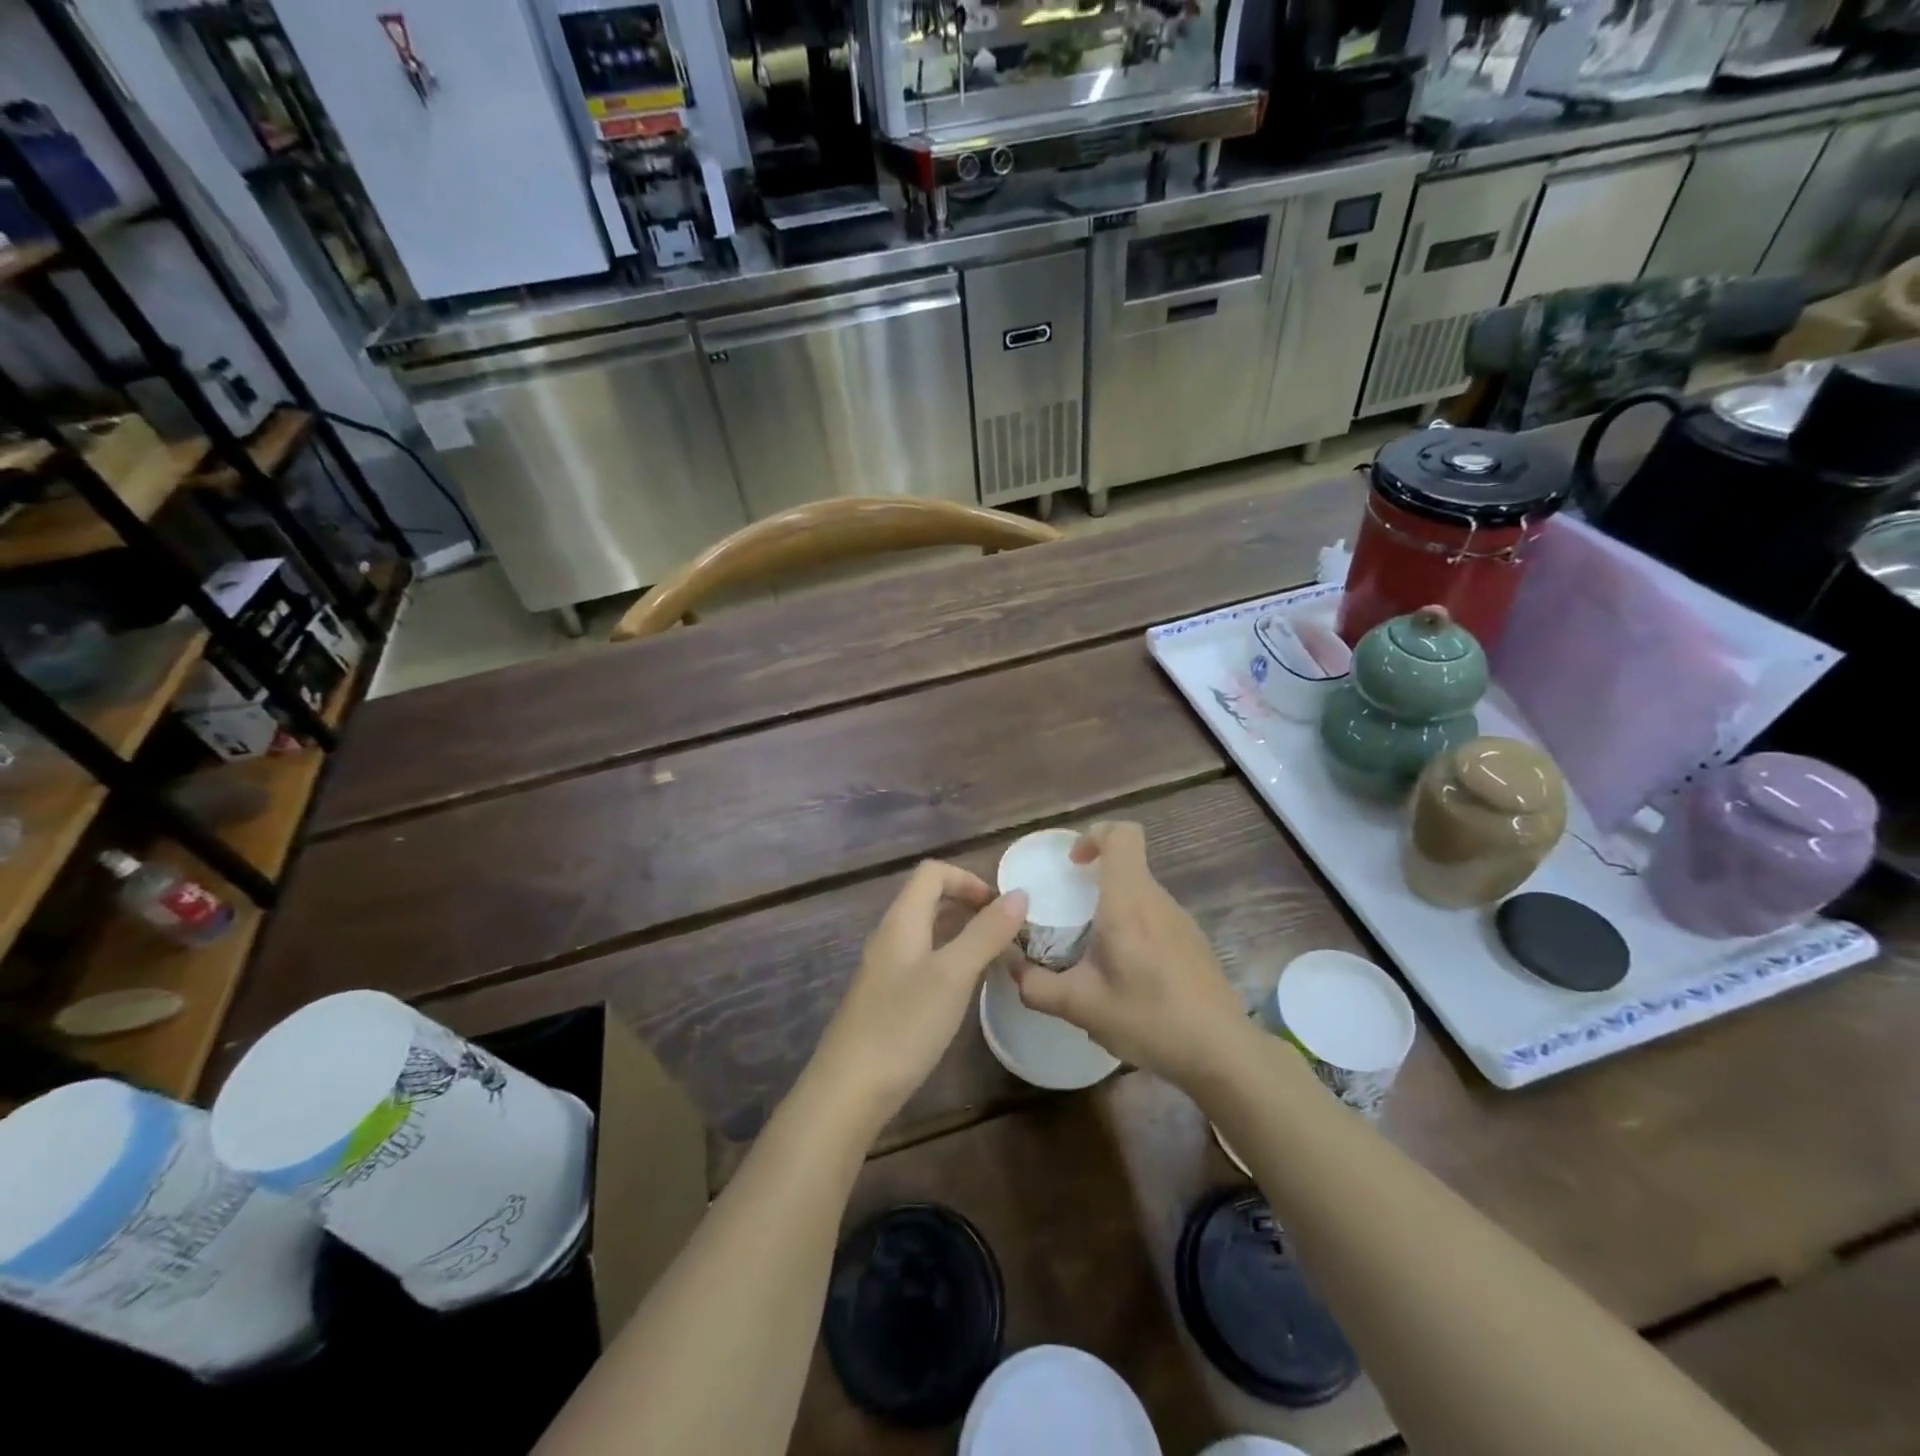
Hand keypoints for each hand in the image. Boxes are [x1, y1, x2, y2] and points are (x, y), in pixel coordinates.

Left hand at [807, 860, 1026, 1133]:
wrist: (849, 1090)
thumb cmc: (903, 1025)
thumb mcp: (953, 975)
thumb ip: (986, 933)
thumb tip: (1019, 893)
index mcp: (902, 920)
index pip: (933, 872)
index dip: (969, 878)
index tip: (1001, 907)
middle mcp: (891, 936)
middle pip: (930, 899)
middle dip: (970, 906)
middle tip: (1007, 932)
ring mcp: (886, 969)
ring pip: (929, 933)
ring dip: (963, 934)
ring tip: (997, 958)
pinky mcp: (887, 998)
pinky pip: (924, 962)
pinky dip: (951, 962)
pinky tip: (968, 990)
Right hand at [1013, 821, 1247, 1088]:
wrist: (1222, 1052)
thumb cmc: (1150, 1018)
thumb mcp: (1081, 1007)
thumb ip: (1036, 986)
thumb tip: (1011, 967)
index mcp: (1129, 902)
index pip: (1122, 835)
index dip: (1094, 836)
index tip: (1072, 865)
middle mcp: (1157, 900)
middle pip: (1128, 864)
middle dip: (1094, 879)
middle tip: (1068, 915)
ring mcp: (1181, 920)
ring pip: (1140, 893)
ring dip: (1113, 907)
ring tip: (1093, 953)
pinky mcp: (1193, 942)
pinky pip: (1155, 917)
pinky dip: (1133, 929)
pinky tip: (1126, 976)